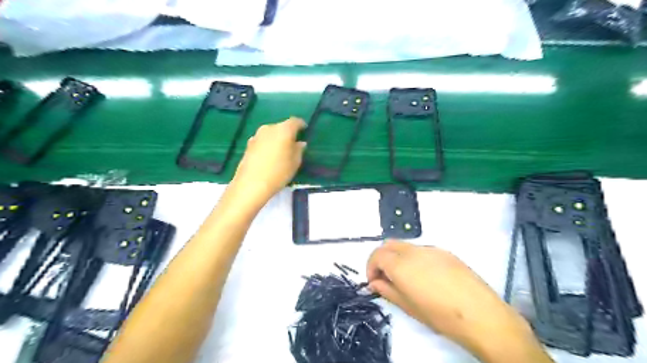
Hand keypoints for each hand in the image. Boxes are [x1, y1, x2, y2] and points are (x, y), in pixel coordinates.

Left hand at [230, 117, 306, 205]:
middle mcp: (269, 128)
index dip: (301, 124)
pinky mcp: (249, 144)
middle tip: (293, 144)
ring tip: (281, 151)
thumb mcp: (295, 162)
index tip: (305, 129)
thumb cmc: (278, 172)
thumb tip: (300, 143)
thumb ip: (299, 150)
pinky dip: (268, 145)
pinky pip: (263, 141)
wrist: (251, 184)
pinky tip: (270, 156)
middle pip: (281, 127)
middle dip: (288, 133)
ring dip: (277, 139)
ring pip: (271, 133)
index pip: (294, 121)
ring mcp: (257, 135)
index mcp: (283, 130)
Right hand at [366, 241, 552, 362]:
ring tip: (406, 278)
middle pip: (388, 244)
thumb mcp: (408, 307)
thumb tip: (375, 282)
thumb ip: (387, 290)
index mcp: (401, 265)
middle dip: (381, 258)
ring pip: (405, 245)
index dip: (371, 267)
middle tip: (385, 277)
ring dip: (397, 257)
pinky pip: (421, 249)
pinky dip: (414, 257)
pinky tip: (425, 276)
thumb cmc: (440, 316)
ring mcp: (431, 248)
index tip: (374, 282)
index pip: (376, 255)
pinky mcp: (445, 251)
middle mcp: (413, 251)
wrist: (481, 315)